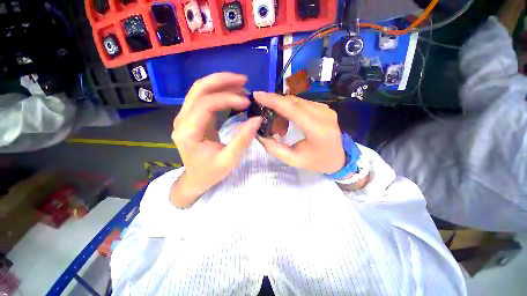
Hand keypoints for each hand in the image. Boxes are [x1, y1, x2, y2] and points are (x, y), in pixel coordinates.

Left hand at [170, 73, 261, 207]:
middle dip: (222, 81)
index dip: (228, 99)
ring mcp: (185, 117)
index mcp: (188, 133)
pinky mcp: (192, 117)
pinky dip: (219, 92)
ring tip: (241, 84)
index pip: (206, 105)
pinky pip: (204, 98)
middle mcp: (182, 120)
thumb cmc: (211, 172)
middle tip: (244, 80)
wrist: (196, 178)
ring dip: (220, 83)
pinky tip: (233, 92)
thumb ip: (242, 139)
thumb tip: (257, 119)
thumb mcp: (229, 159)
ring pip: (200, 90)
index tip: (247, 102)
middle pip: (198, 89)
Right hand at [254, 92, 345, 173]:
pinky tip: (289, 122)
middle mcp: (323, 114)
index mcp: (316, 129)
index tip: (257, 95)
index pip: (291, 108)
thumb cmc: (316, 162)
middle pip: (292, 101)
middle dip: (275, 106)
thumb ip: (274, 148)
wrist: (339, 159)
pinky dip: (291, 110)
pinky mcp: (324, 108)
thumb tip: (260, 134)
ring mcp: (325, 109)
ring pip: (296, 101)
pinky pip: (302, 103)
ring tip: (280, 128)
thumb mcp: (293, 160)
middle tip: (267, 119)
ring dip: (283, 110)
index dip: (273, 100)